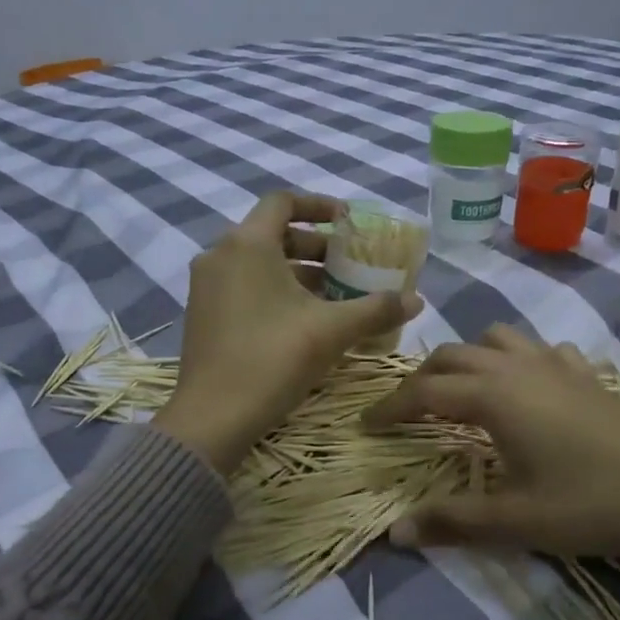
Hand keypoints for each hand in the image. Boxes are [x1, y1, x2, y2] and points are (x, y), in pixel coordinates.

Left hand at [154, 192, 421, 474]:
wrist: (212, 417)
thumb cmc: (273, 359)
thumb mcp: (331, 331)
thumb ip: (376, 309)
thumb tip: (417, 300)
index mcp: (247, 244)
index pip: (283, 202)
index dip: (319, 206)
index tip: (349, 222)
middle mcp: (219, 256)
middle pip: (272, 234)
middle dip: (315, 247)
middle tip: (348, 266)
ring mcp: (205, 287)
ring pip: (257, 264)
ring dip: (297, 273)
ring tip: (333, 297)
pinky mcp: (202, 315)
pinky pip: (242, 287)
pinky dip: (273, 292)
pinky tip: (302, 321)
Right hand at [362, 325, 619, 596]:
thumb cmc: (595, 504)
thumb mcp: (517, 521)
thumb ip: (452, 522)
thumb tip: (395, 533)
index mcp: (493, 395)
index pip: (423, 392)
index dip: (389, 408)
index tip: (365, 426)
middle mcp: (517, 367)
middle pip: (452, 356)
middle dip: (420, 379)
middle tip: (405, 413)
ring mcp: (556, 365)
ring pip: (495, 340)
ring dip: (467, 359)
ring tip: (459, 392)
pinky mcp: (586, 374)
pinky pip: (539, 350)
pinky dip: (517, 360)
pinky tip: (527, 388)